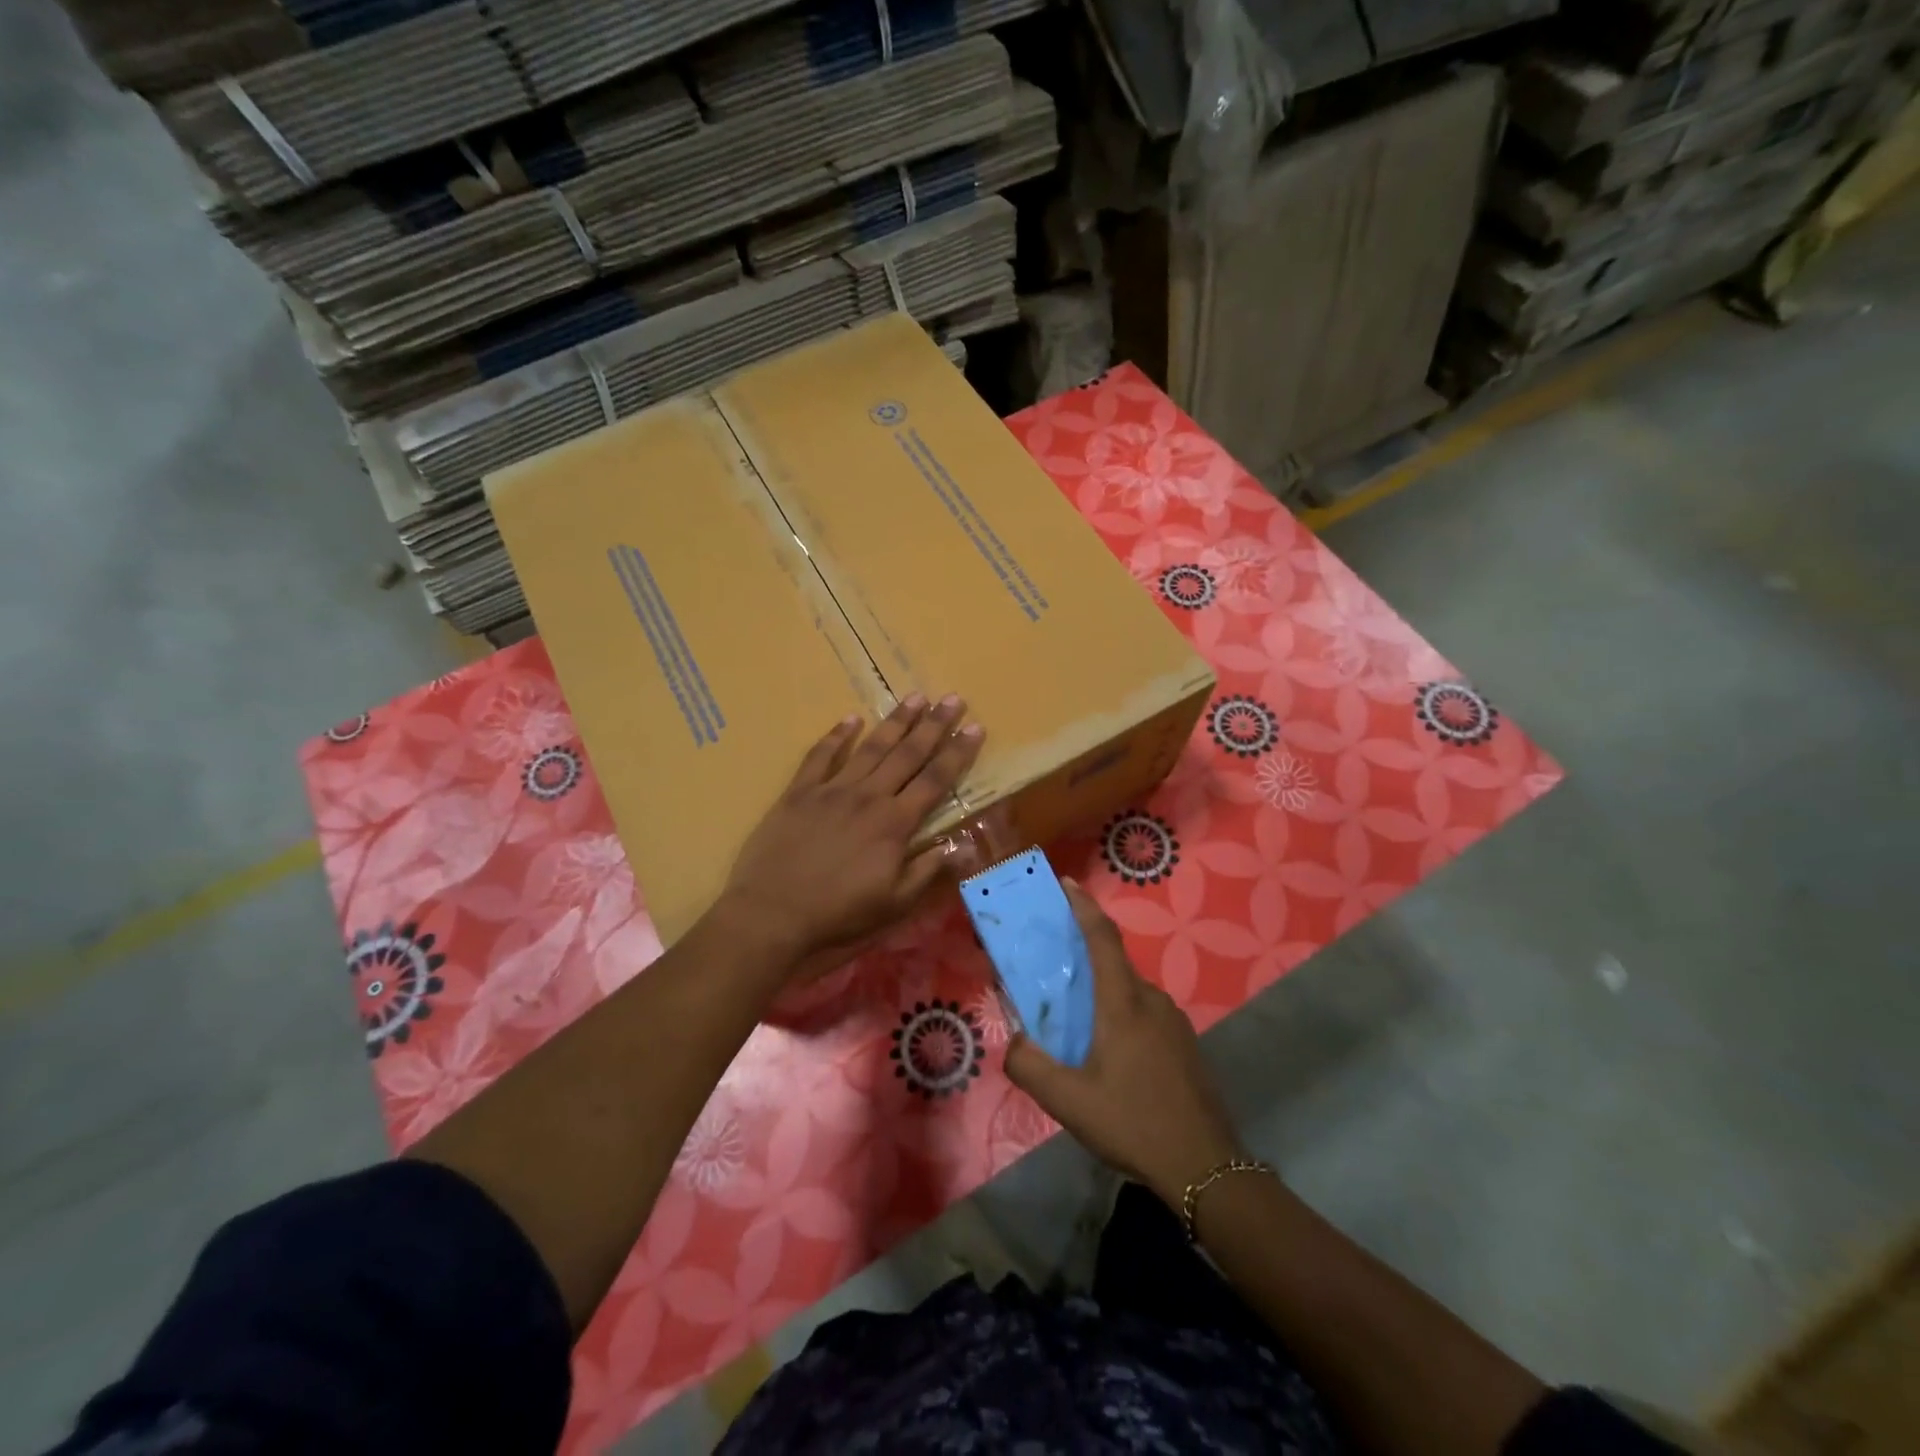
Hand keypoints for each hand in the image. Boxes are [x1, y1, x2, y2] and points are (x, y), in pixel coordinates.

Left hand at [720, 695, 984, 961]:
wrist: (772, 913)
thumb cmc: (838, 913)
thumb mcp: (894, 903)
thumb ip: (929, 870)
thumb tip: (964, 844)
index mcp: (894, 823)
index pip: (935, 780)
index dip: (957, 753)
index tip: (976, 727)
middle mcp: (868, 796)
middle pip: (907, 754)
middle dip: (933, 725)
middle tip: (952, 698)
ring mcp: (831, 790)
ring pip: (870, 747)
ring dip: (895, 721)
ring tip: (915, 697)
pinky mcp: (799, 792)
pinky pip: (820, 756)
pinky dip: (836, 736)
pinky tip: (850, 719)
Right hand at [1005, 881, 1242, 1208]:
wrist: (1205, 1168)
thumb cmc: (1133, 1124)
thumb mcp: (1069, 1102)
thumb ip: (1030, 1067)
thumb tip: (1014, 1042)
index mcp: (1123, 1003)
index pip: (1102, 938)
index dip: (1083, 906)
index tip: (1066, 882)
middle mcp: (1151, 1000)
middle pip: (1113, 964)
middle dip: (1082, 959)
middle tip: (1052, 974)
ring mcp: (1174, 1021)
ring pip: (1128, 992)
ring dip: (1101, 994)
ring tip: (1076, 1024)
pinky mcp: (1184, 1043)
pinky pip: (1144, 1013)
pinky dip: (1120, 1014)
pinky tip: (1109, 1054)